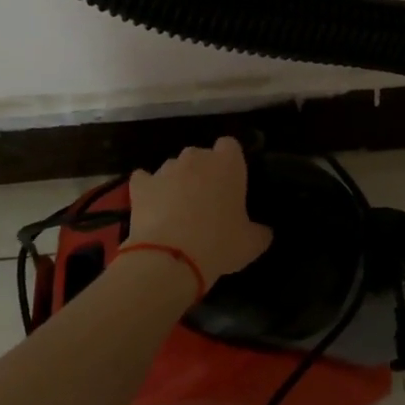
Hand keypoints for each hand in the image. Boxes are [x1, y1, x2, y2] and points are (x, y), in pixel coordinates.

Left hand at [124, 137, 272, 287]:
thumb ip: (260, 231)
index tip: (230, 181)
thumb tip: (264, 231)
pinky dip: (148, 190)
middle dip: (202, 172)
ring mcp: (165, 169)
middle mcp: (196, 158)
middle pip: (200, 155)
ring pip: (173, 168)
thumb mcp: (252, 243)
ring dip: (177, 182)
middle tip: (207, 201)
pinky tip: (152, 207)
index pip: (230, 145)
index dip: (229, 162)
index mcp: (228, 164)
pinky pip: (145, 180)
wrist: (170, 259)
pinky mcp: (140, 185)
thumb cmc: (219, 244)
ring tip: (177, 210)